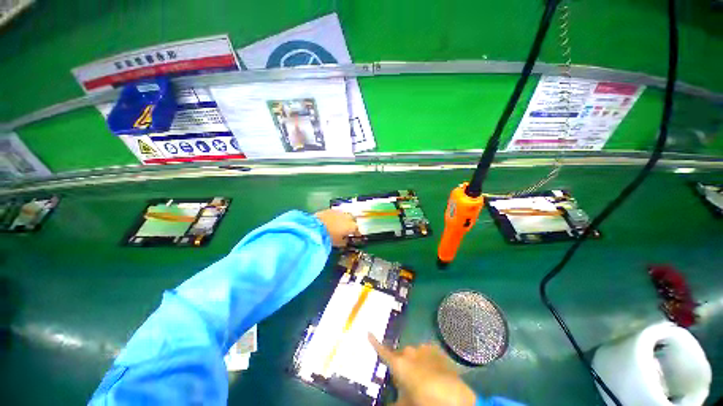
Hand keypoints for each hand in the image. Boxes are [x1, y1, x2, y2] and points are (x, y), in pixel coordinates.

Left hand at [314, 209, 359, 246]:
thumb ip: (344, 242)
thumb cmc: (329, 238)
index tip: (355, 236)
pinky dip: (336, 217)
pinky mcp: (330, 209)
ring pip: (344, 215)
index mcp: (351, 226)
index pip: (357, 229)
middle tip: (348, 229)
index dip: (356, 233)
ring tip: (340, 224)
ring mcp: (339, 212)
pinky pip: (336, 213)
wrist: (315, 227)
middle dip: (351, 224)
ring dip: (344, 219)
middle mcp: (347, 217)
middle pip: (352, 220)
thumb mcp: (338, 243)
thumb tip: (346, 240)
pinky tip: (332, 220)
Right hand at [369, 333, 476, 405]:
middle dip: (400, 364)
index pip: (382, 350)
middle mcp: (409, 352)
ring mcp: (423, 348)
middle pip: (400, 355)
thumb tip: (388, 402)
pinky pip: (426, 352)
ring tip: (422, 376)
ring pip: (413, 353)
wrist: (455, 398)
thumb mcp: (406, 404)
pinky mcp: (436, 349)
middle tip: (404, 378)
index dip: (374, 342)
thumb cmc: (425, 401)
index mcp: (399, 364)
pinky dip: (426, 359)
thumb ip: (394, 401)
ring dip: (414, 362)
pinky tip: (433, 371)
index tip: (368, 333)